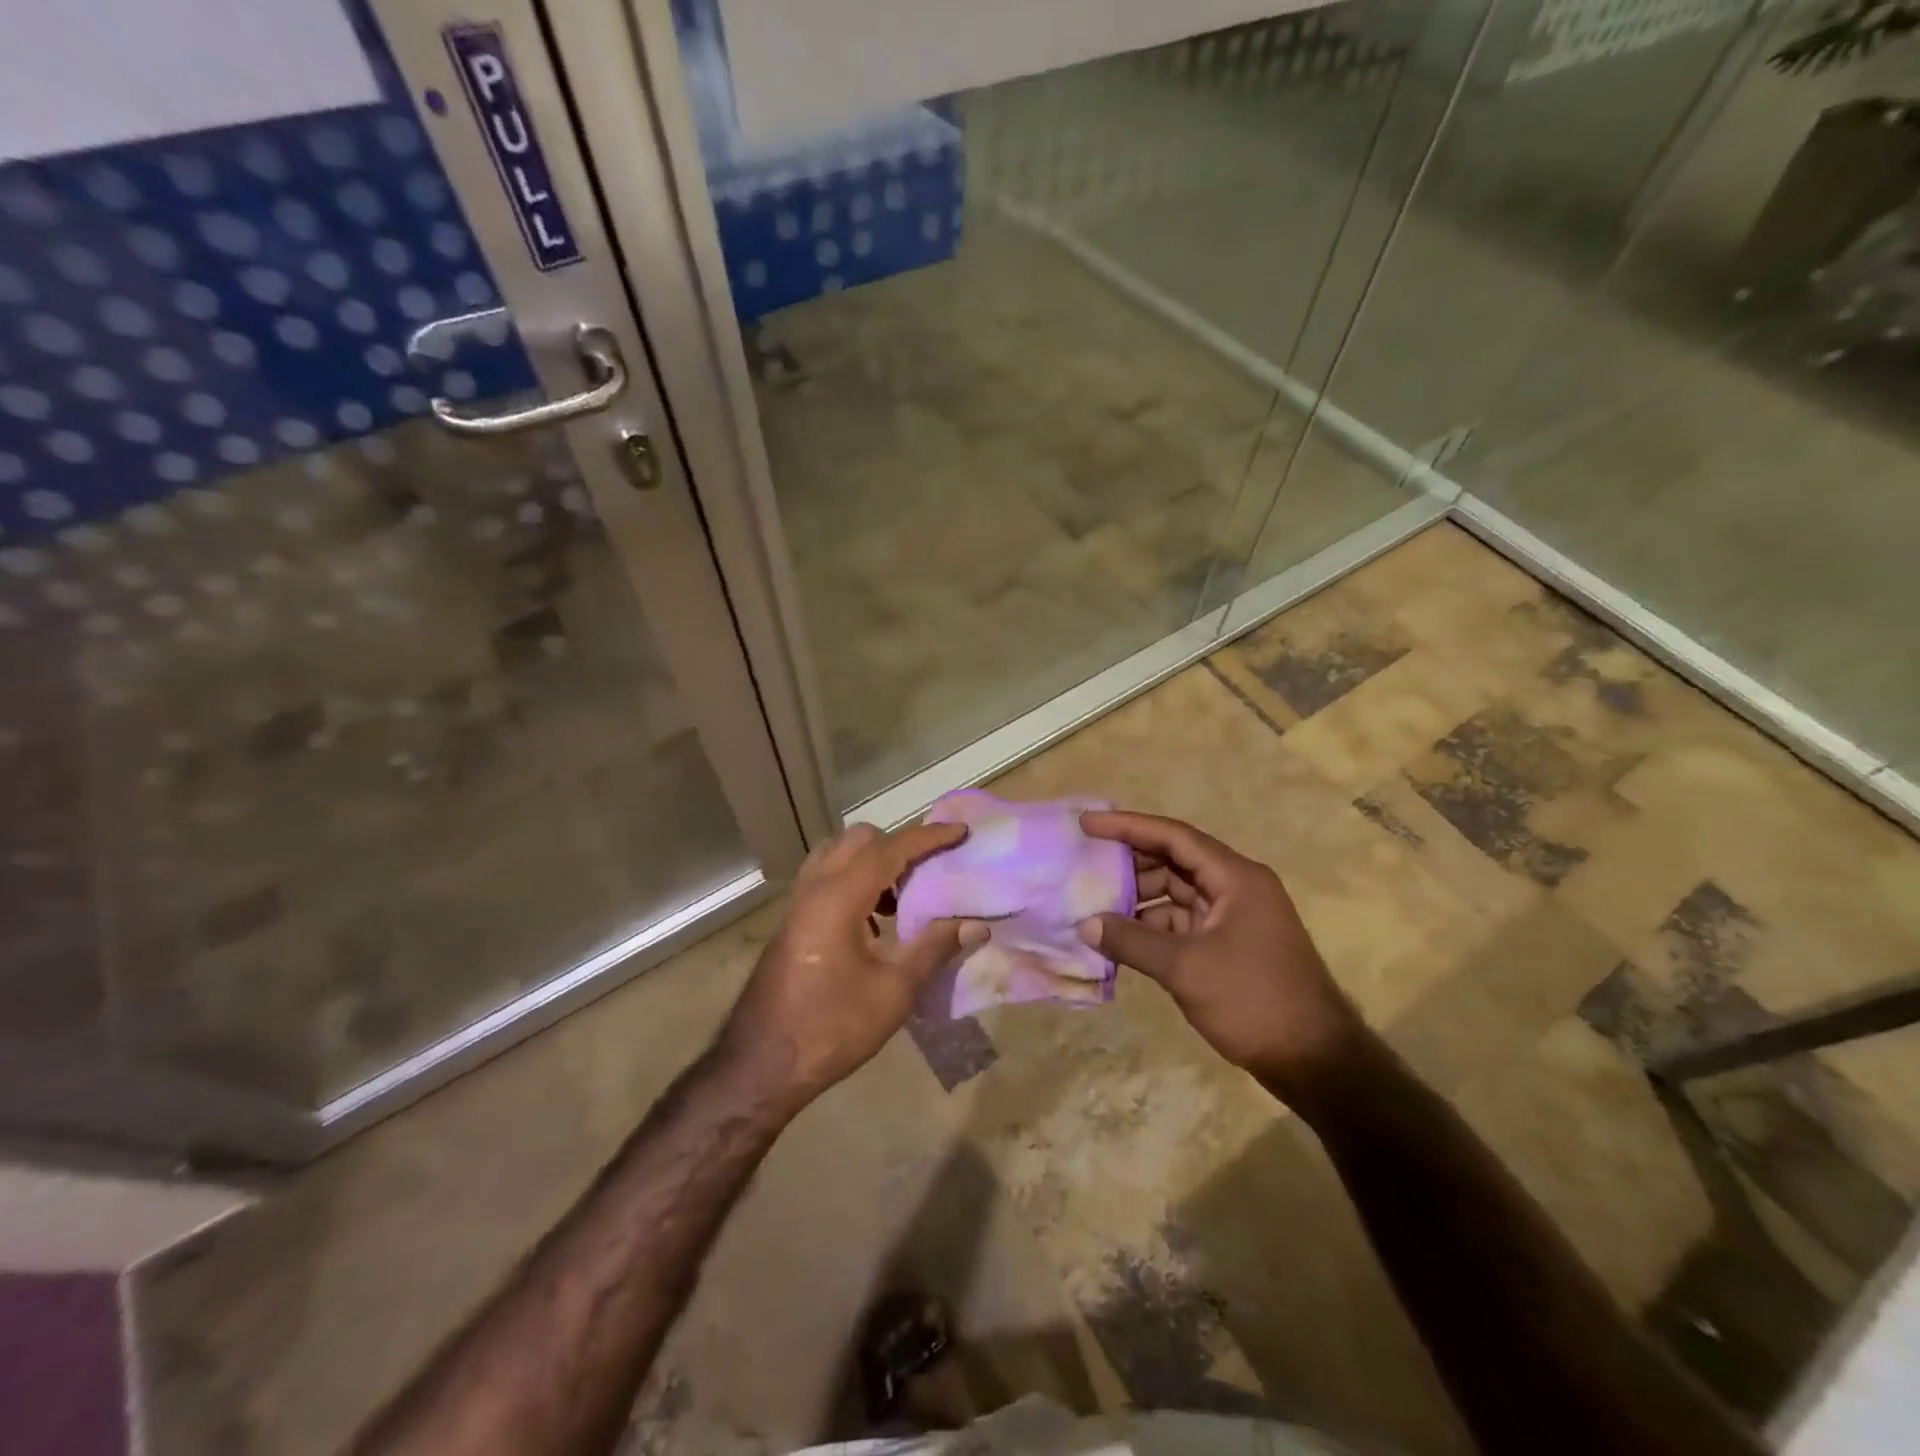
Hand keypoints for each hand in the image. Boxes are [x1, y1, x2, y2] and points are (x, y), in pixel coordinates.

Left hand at [721, 822, 986, 1108]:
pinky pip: (827, 878)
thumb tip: (976, 924)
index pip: (890, 849)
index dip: (928, 837)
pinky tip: (874, 921)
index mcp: (839, 898)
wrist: (762, 1064)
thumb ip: (934, 949)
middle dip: (898, 843)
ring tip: (905, 894)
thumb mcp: (893, 993)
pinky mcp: (793, 921)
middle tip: (930, 867)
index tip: (961, 832)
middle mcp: (815, 888)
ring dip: (873, 862)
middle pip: (859, 840)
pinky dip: (854, 880)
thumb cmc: (831, 1028)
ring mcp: (798, 903)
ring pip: (838, 855)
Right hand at [1078, 810, 1360, 1096]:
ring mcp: (1234, 917)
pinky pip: (1183, 921)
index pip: (1174, 836)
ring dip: (1139, 898)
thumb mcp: (1186, 968)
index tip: (1088, 824)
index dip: (1128, 826)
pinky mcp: (1229, 944)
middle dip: (1130, 863)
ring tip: (1094, 904)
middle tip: (1085, 866)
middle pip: (1175, 861)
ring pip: (1177, 893)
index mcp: (1236, 878)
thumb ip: (1132, 941)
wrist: (1315, 1061)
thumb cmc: (1254, 1001)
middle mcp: (1237, 887)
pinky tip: (1121, 937)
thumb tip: (1085, 924)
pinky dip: (1153, 926)